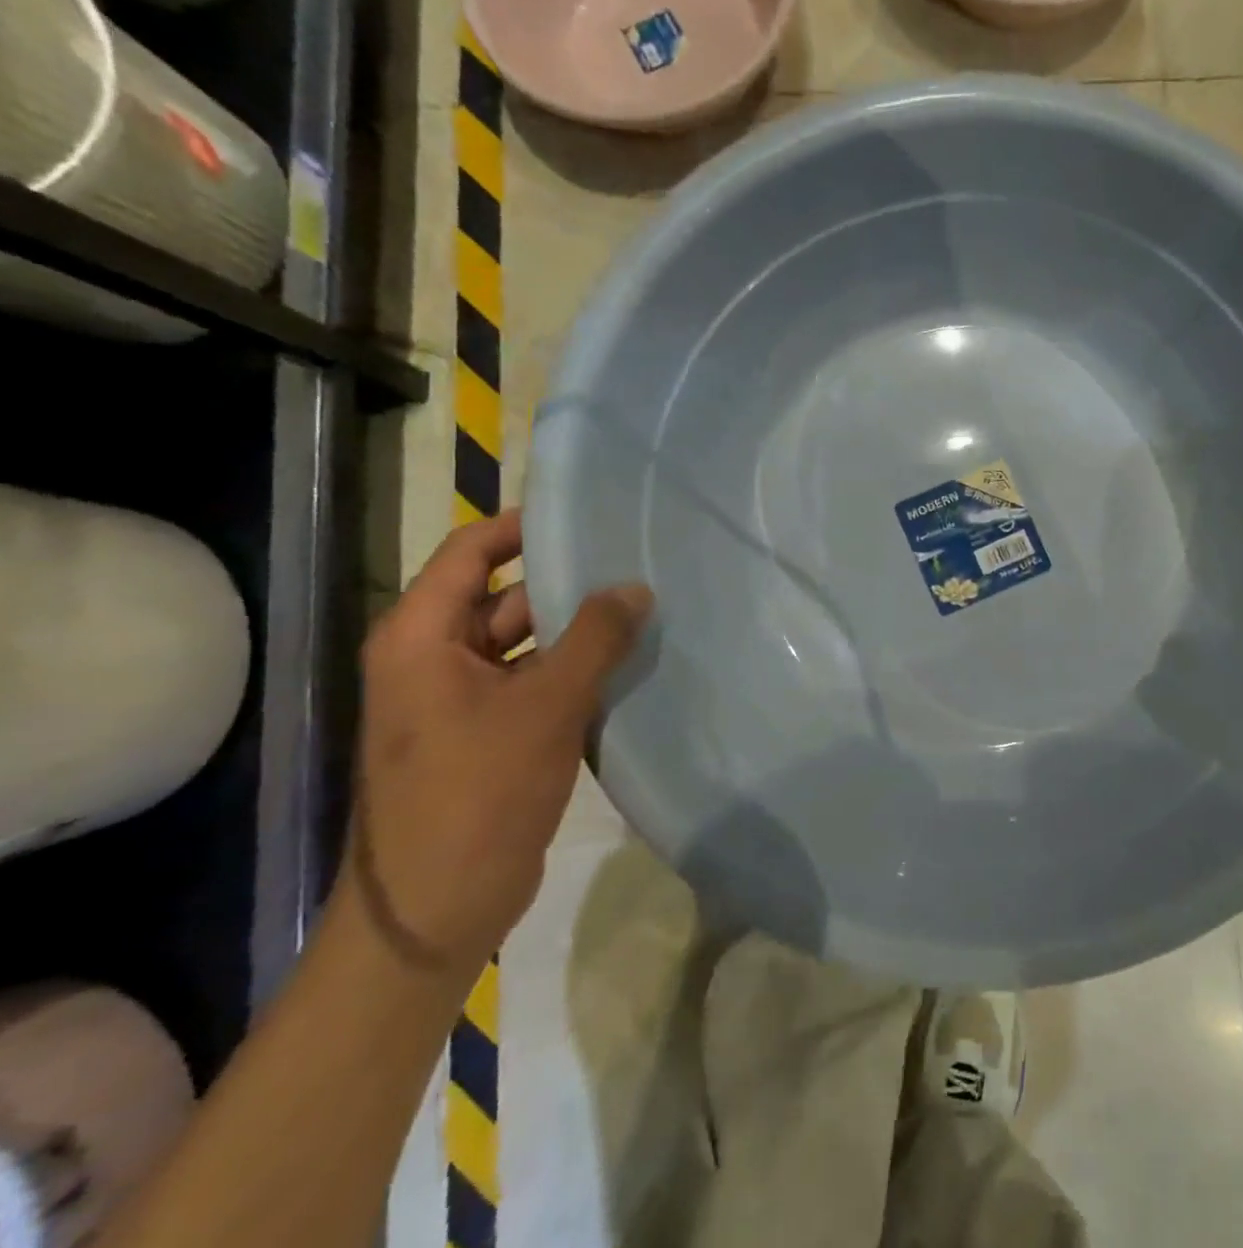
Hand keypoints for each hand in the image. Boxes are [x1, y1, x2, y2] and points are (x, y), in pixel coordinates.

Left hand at [348, 510, 652, 977]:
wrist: (435, 910)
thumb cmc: (477, 793)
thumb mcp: (544, 706)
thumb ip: (595, 638)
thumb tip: (636, 586)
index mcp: (420, 637)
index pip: (470, 553)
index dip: (521, 527)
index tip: (585, 514)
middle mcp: (431, 659)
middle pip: (500, 596)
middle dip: (563, 581)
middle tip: (631, 562)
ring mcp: (458, 700)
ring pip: (521, 642)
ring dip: (574, 629)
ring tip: (641, 607)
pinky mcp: (485, 734)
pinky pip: (531, 681)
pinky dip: (571, 669)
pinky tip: (626, 663)